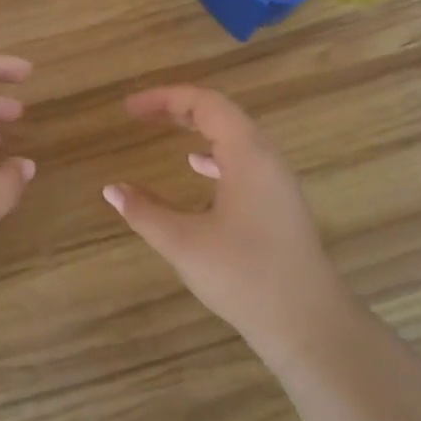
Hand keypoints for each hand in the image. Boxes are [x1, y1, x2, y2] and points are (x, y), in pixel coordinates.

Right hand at [103, 86, 354, 369]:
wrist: (307, 322)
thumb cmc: (244, 275)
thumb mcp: (184, 242)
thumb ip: (144, 211)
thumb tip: (112, 189)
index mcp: (247, 155)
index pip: (205, 103)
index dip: (163, 98)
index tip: (128, 109)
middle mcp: (267, 159)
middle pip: (222, 114)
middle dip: (179, 109)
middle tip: (140, 115)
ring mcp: (278, 182)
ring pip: (236, 138)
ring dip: (198, 129)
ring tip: (166, 132)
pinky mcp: (279, 204)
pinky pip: (244, 161)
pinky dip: (215, 154)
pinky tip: (197, 169)